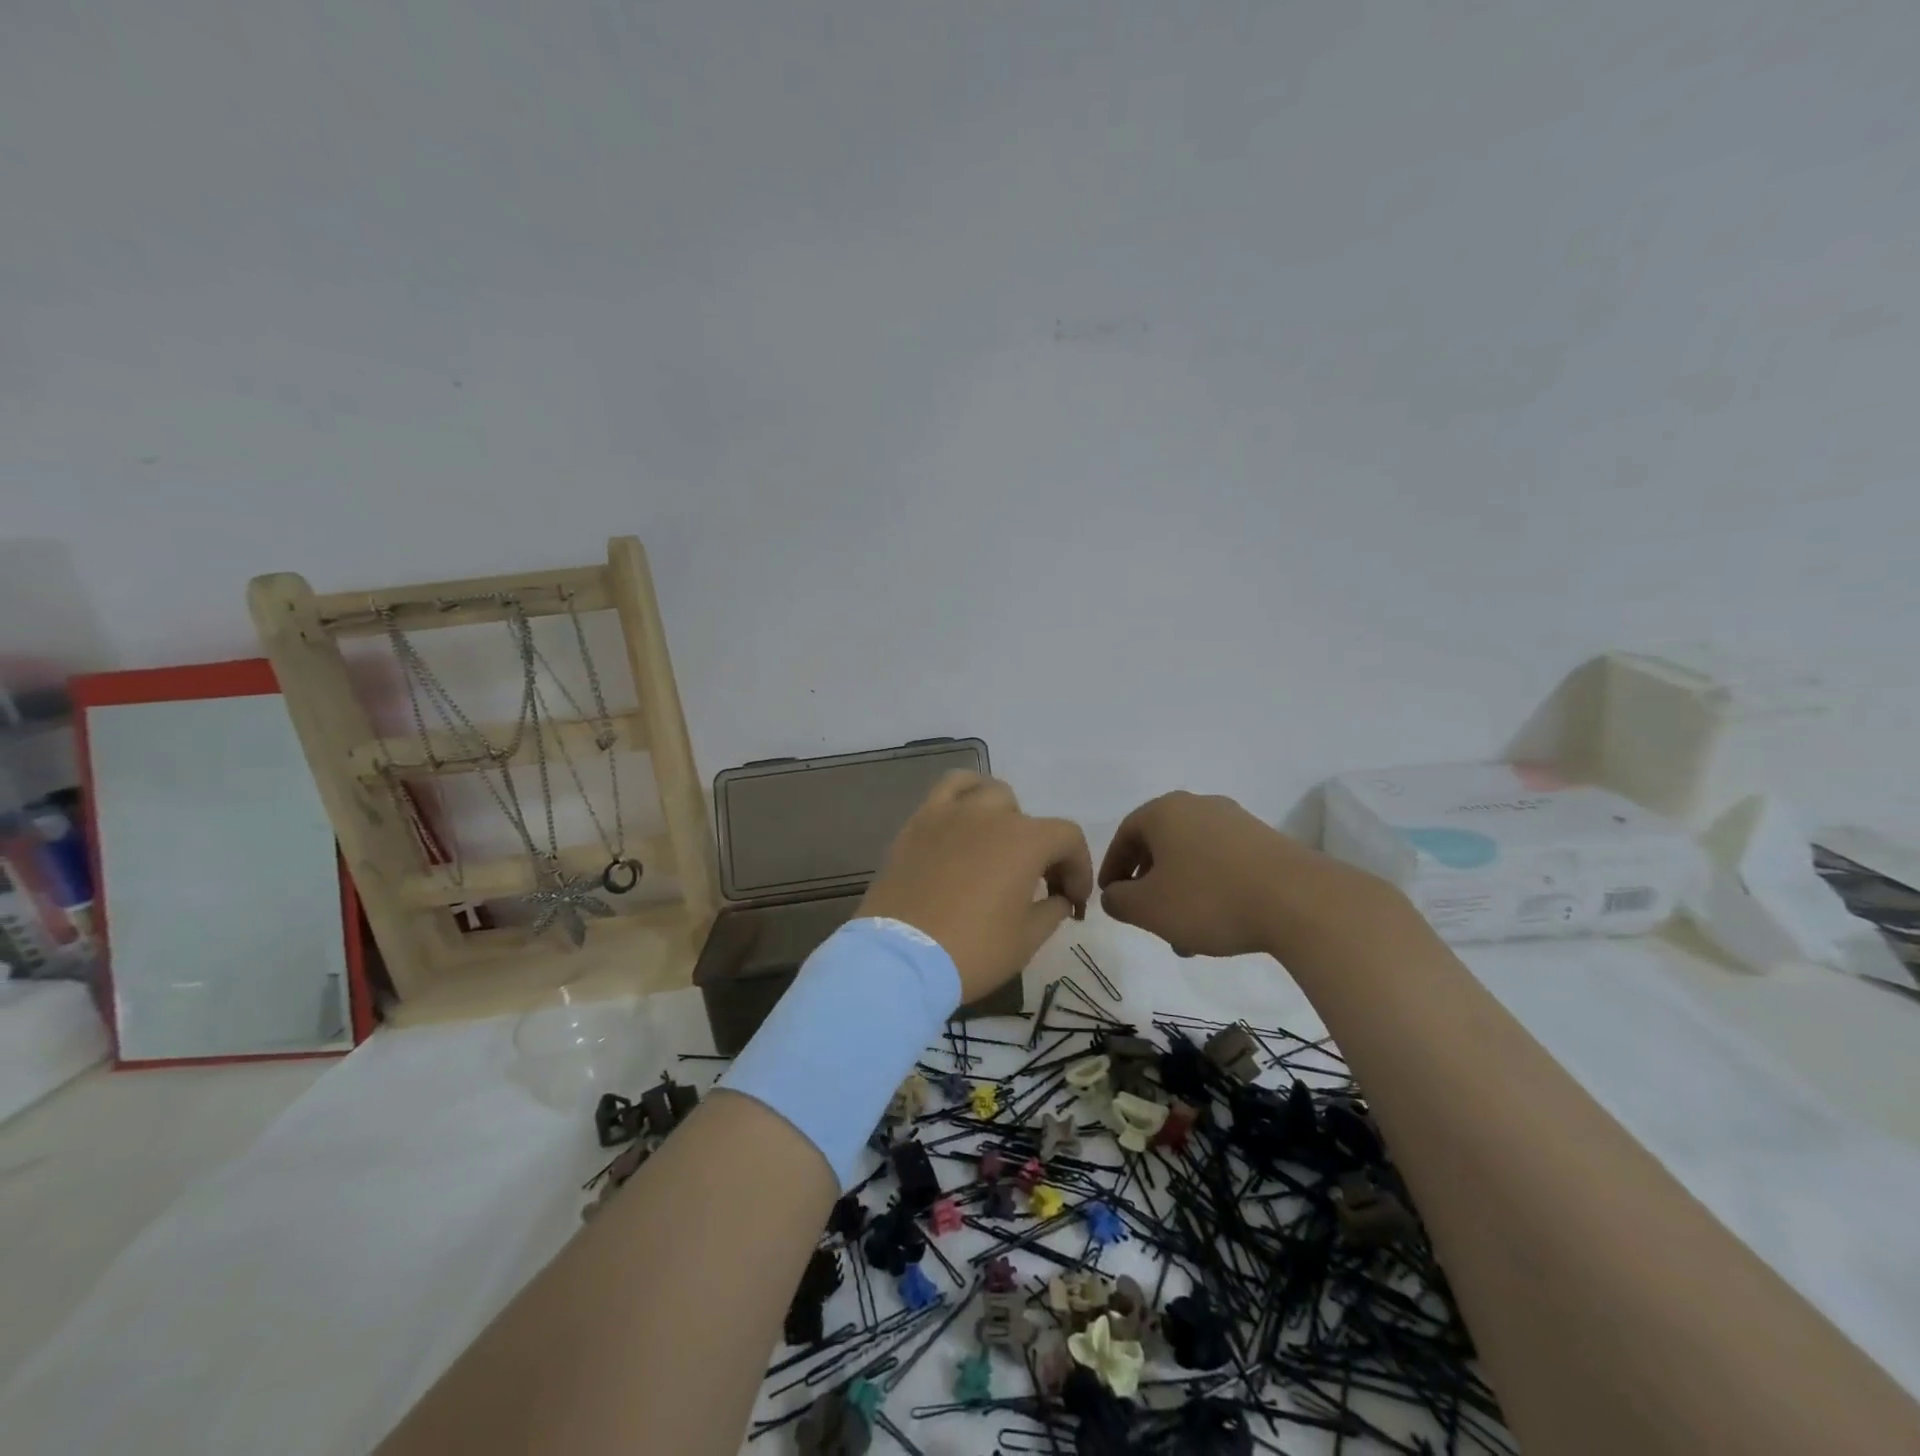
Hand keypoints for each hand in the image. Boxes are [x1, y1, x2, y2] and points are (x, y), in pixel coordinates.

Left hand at [859, 773, 1092, 1002]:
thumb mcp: (1027, 939)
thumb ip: (1053, 910)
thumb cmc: (972, 950)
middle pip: (1029, 819)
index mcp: (1025, 840)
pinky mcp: (919, 821)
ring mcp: (951, 813)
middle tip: (1036, 885)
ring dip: (1004, 816)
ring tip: (998, 846)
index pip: (1068, 838)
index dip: (1078, 869)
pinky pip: (948, 789)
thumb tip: (1059, 898)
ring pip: (989, 793)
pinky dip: (964, 796)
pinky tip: (964, 820)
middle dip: (1041, 850)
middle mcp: (991, 814)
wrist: (901, 958)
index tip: (1072, 902)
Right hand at [1098, 791, 1351, 957]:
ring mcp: (1236, 821)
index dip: (1112, 868)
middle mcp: (1199, 806)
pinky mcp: (1266, 841)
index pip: (1125, 835)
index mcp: (1165, 811)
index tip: (1111, 898)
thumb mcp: (1148, 908)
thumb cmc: (1209, 899)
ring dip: (1181, 892)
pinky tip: (1220, 924)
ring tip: (1186, 937)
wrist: (1300, 902)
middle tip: (1147, 918)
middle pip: (1160, 845)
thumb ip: (1118, 900)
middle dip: (1150, 885)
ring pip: (1193, 857)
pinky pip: (1223, 862)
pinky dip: (1211, 889)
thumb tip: (1115, 894)